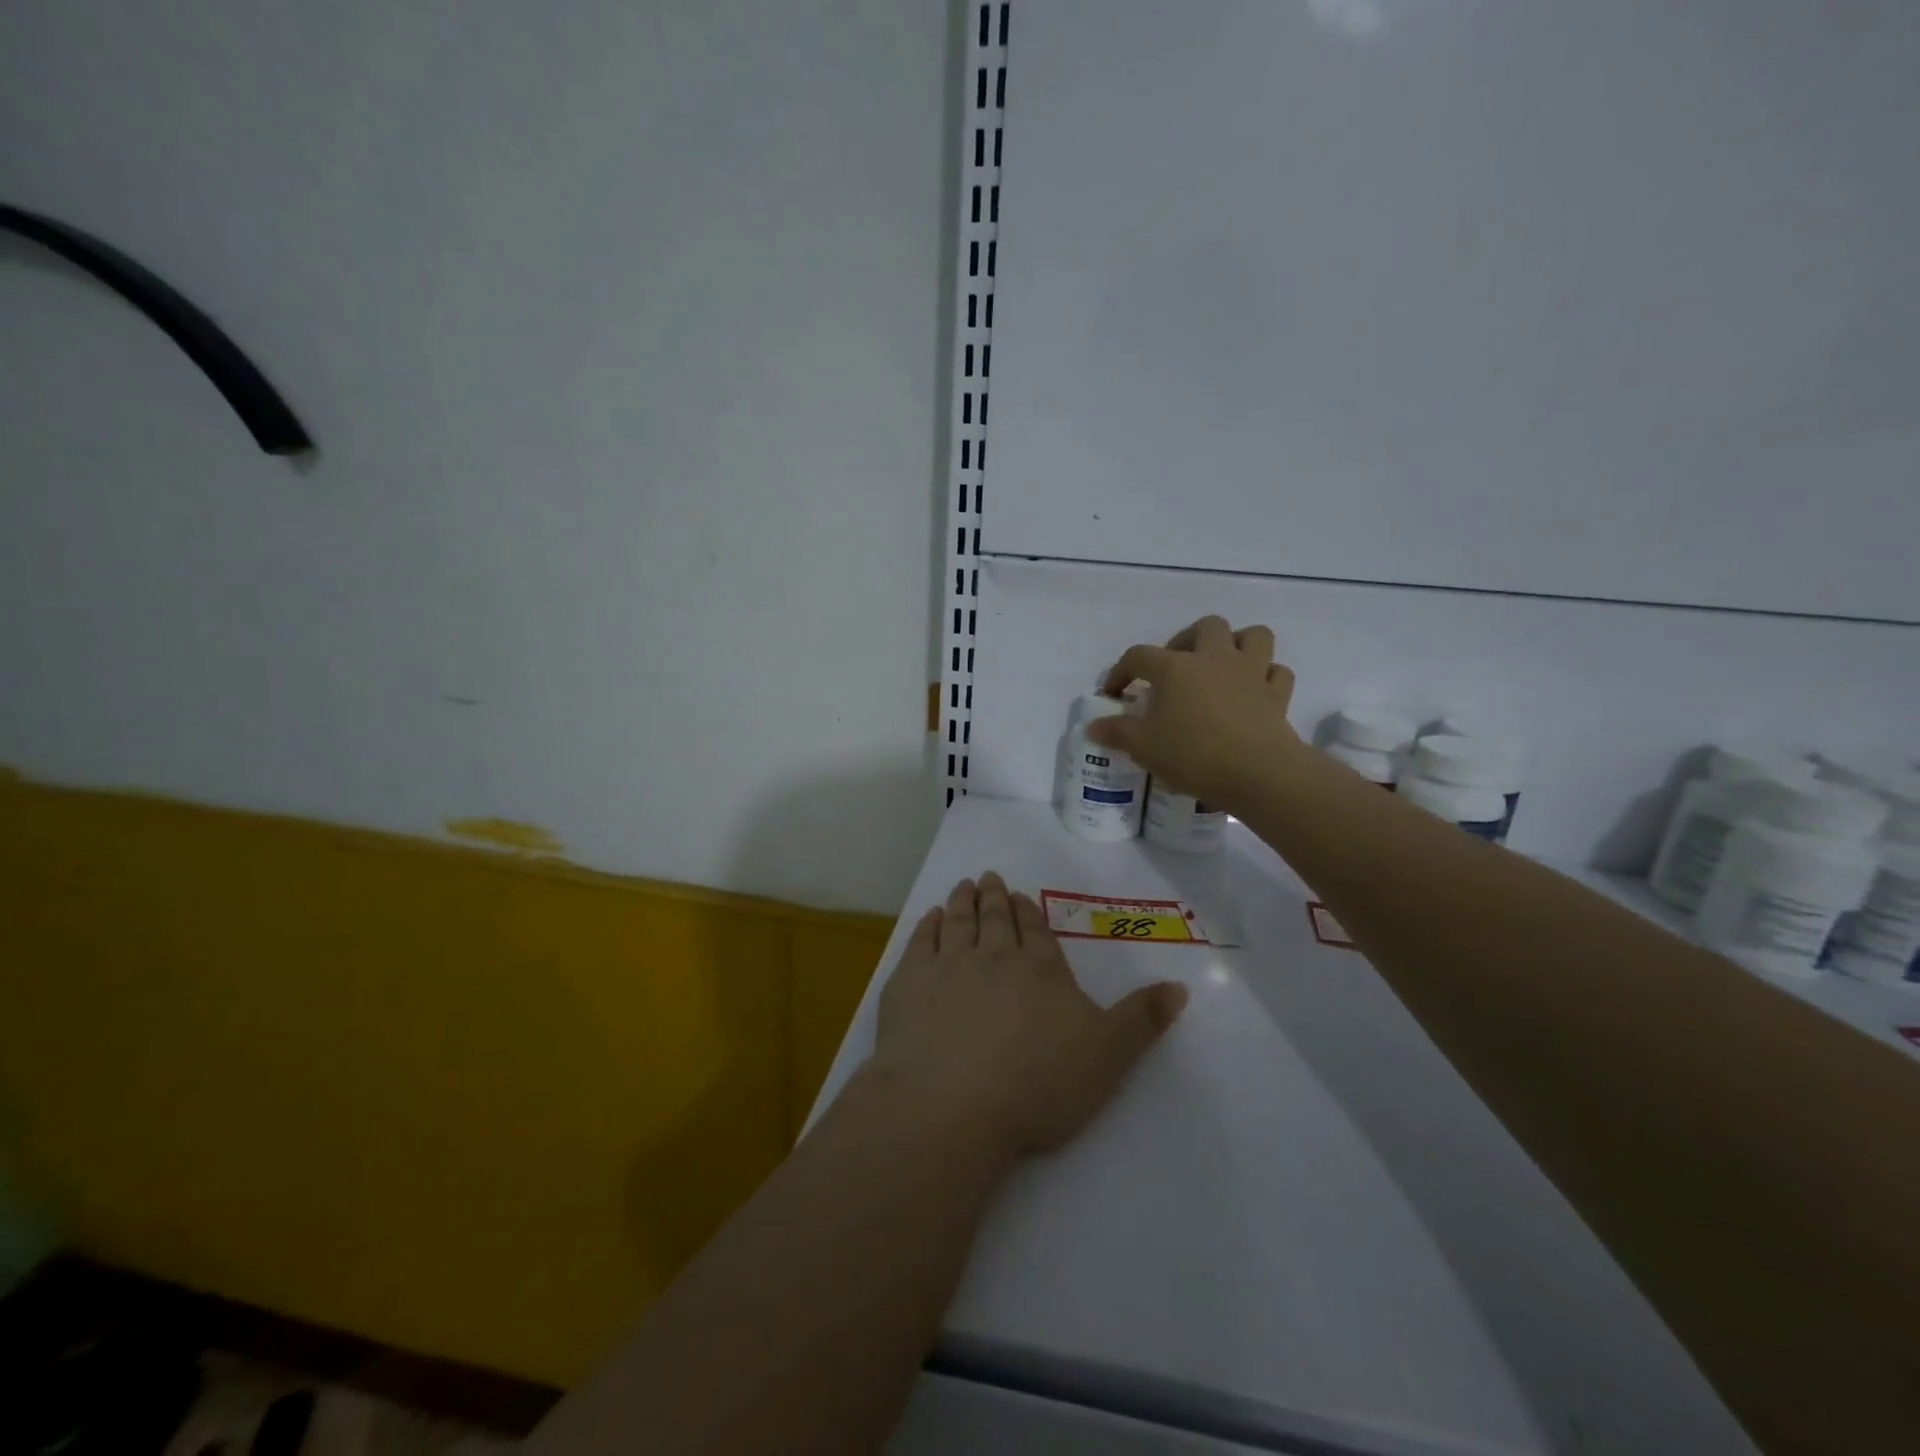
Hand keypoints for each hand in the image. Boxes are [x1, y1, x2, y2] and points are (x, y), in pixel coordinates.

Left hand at [868, 873, 1187, 1160]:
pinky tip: (929, 918)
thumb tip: (1180, 987)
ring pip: (958, 922)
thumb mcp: (1108, 1055)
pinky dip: (926, 926)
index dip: (1028, 912)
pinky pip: (920, 943)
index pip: (1035, 931)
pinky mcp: (909, 984)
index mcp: (1040, 969)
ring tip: (962, 886)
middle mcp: (994, 956)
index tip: (1020, 895)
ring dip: (961, 902)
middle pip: (995, 918)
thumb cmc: (1038, 1082)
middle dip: (994, 897)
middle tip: (988, 877)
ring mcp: (948, 966)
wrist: (954, 1102)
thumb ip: (1142, 1019)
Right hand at [1089, 615, 1304, 809]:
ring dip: (1238, 644)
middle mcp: (1214, 659)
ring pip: (1253, 636)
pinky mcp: (1277, 695)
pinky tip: (1254, 692)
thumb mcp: (1144, 748)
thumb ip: (1117, 732)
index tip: (1115, 693)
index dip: (1122, 671)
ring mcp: (1251, 673)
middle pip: (1206, 627)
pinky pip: (1277, 672)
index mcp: (1175, 668)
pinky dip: (1266, 677)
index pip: (1139, 656)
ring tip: (1221, 667)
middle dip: (1188, 640)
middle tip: (1176, 667)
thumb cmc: (1193, 755)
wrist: (1257, 773)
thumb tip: (1093, 726)